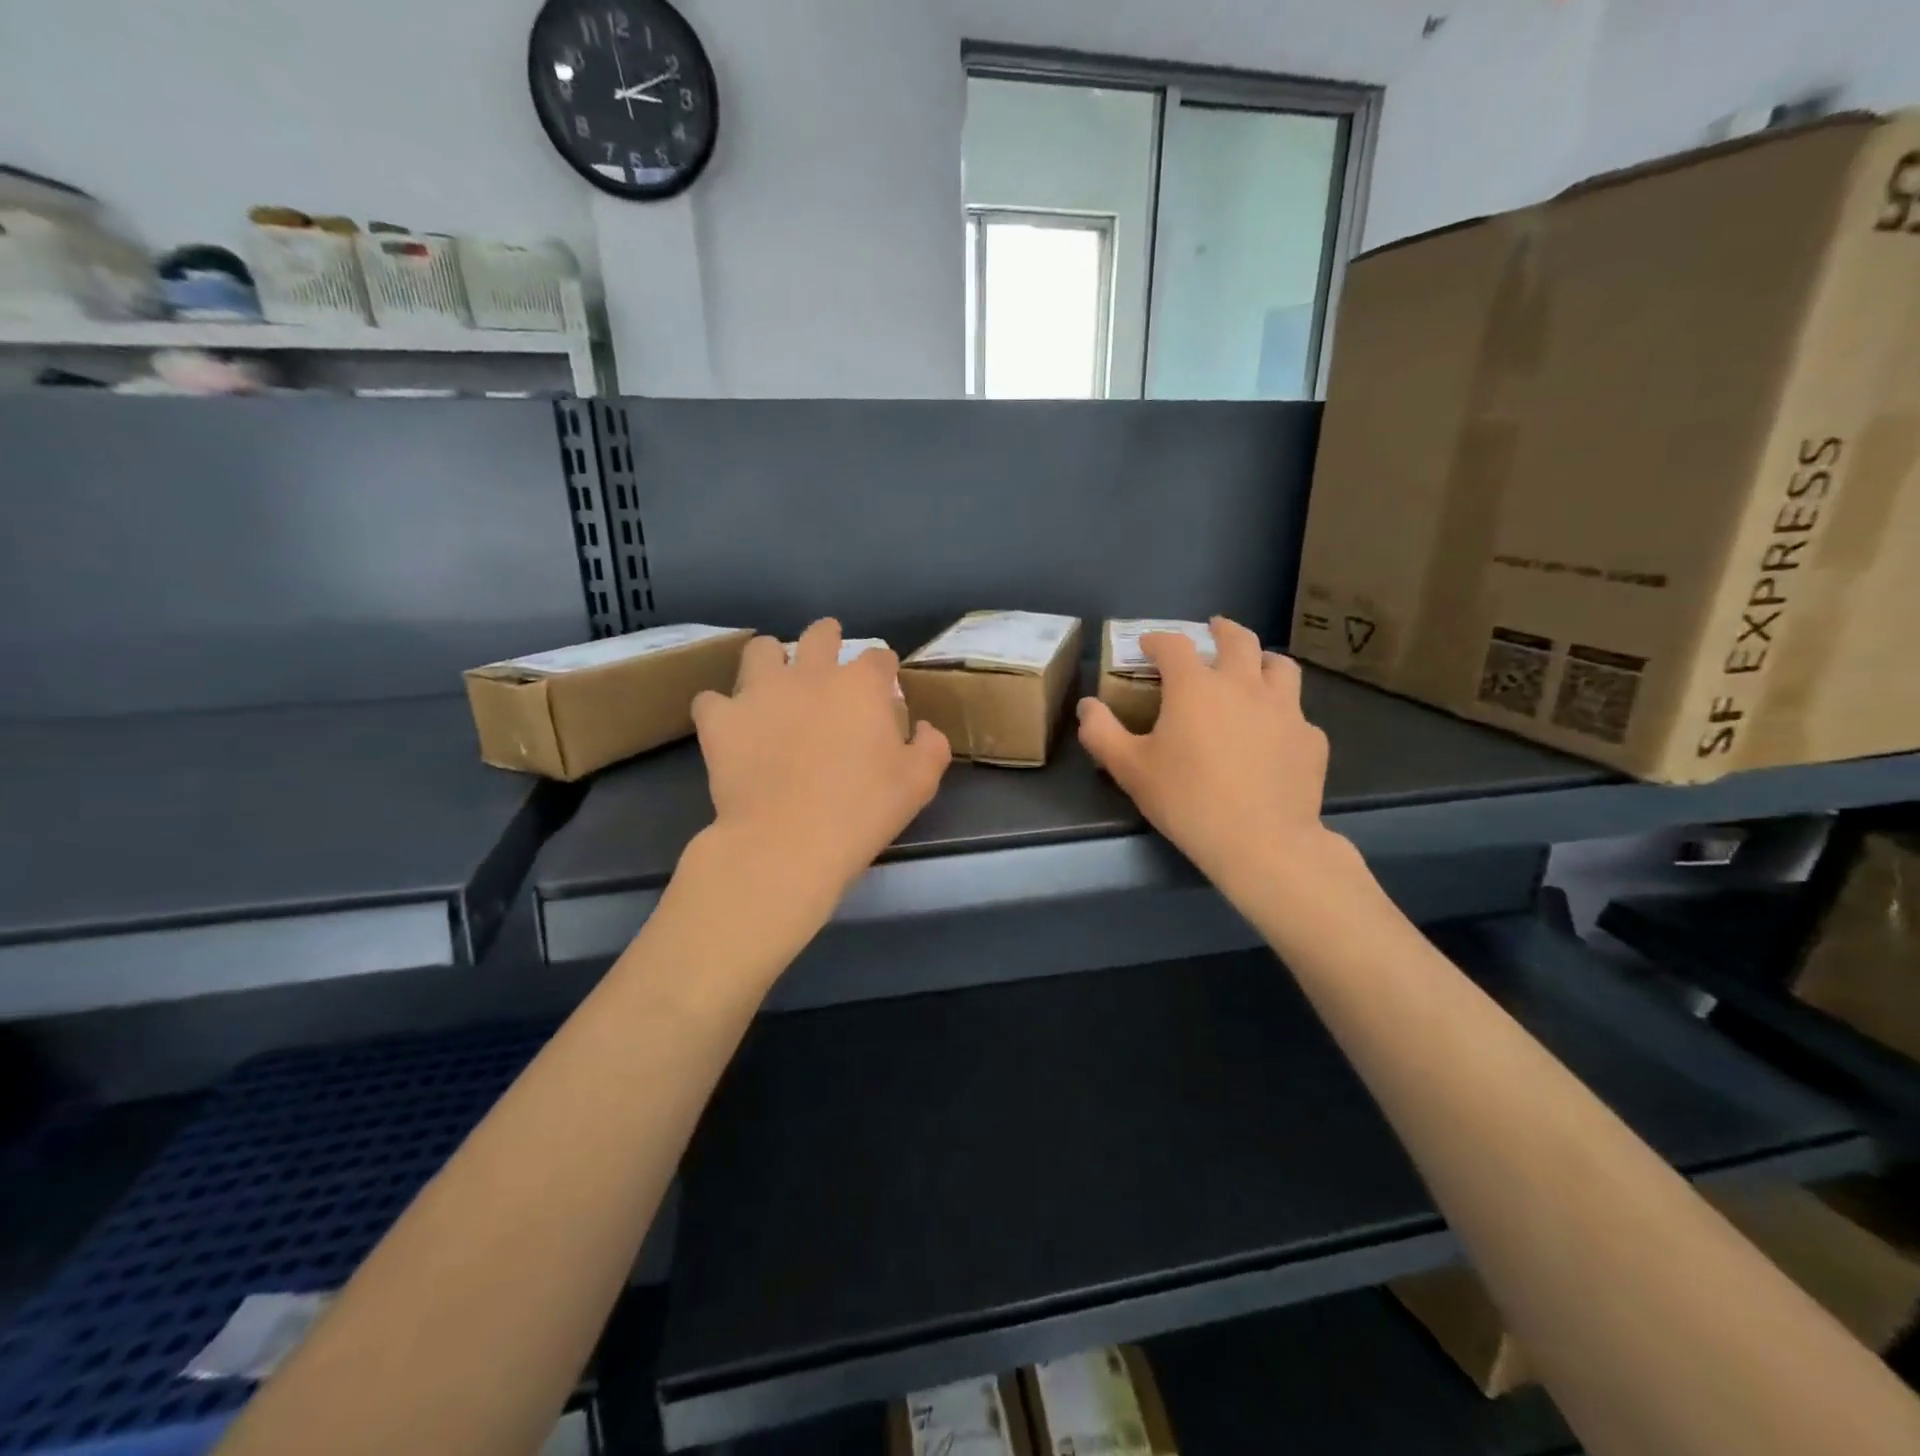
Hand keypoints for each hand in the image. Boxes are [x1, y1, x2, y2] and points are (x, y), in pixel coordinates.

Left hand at [691, 620, 950, 904]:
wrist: (789, 840)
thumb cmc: (863, 811)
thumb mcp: (919, 783)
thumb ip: (930, 747)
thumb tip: (923, 728)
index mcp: (861, 685)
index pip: (878, 657)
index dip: (883, 667)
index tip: (884, 683)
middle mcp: (810, 674)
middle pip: (819, 635)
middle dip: (828, 636)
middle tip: (828, 653)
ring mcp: (760, 692)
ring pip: (761, 650)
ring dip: (771, 660)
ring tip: (773, 682)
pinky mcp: (721, 719)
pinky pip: (711, 700)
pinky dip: (722, 710)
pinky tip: (730, 726)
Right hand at [1076, 616, 1344, 905]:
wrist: (1262, 842)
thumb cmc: (1187, 800)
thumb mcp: (1129, 769)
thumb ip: (1101, 733)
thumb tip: (1087, 706)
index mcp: (1196, 687)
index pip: (1174, 645)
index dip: (1158, 640)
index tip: (1148, 645)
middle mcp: (1244, 685)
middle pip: (1238, 639)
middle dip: (1221, 629)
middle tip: (1213, 630)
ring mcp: (1285, 709)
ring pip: (1280, 666)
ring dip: (1262, 660)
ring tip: (1254, 668)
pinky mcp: (1310, 738)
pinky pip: (1296, 713)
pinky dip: (1282, 713)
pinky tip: (1274, 734)